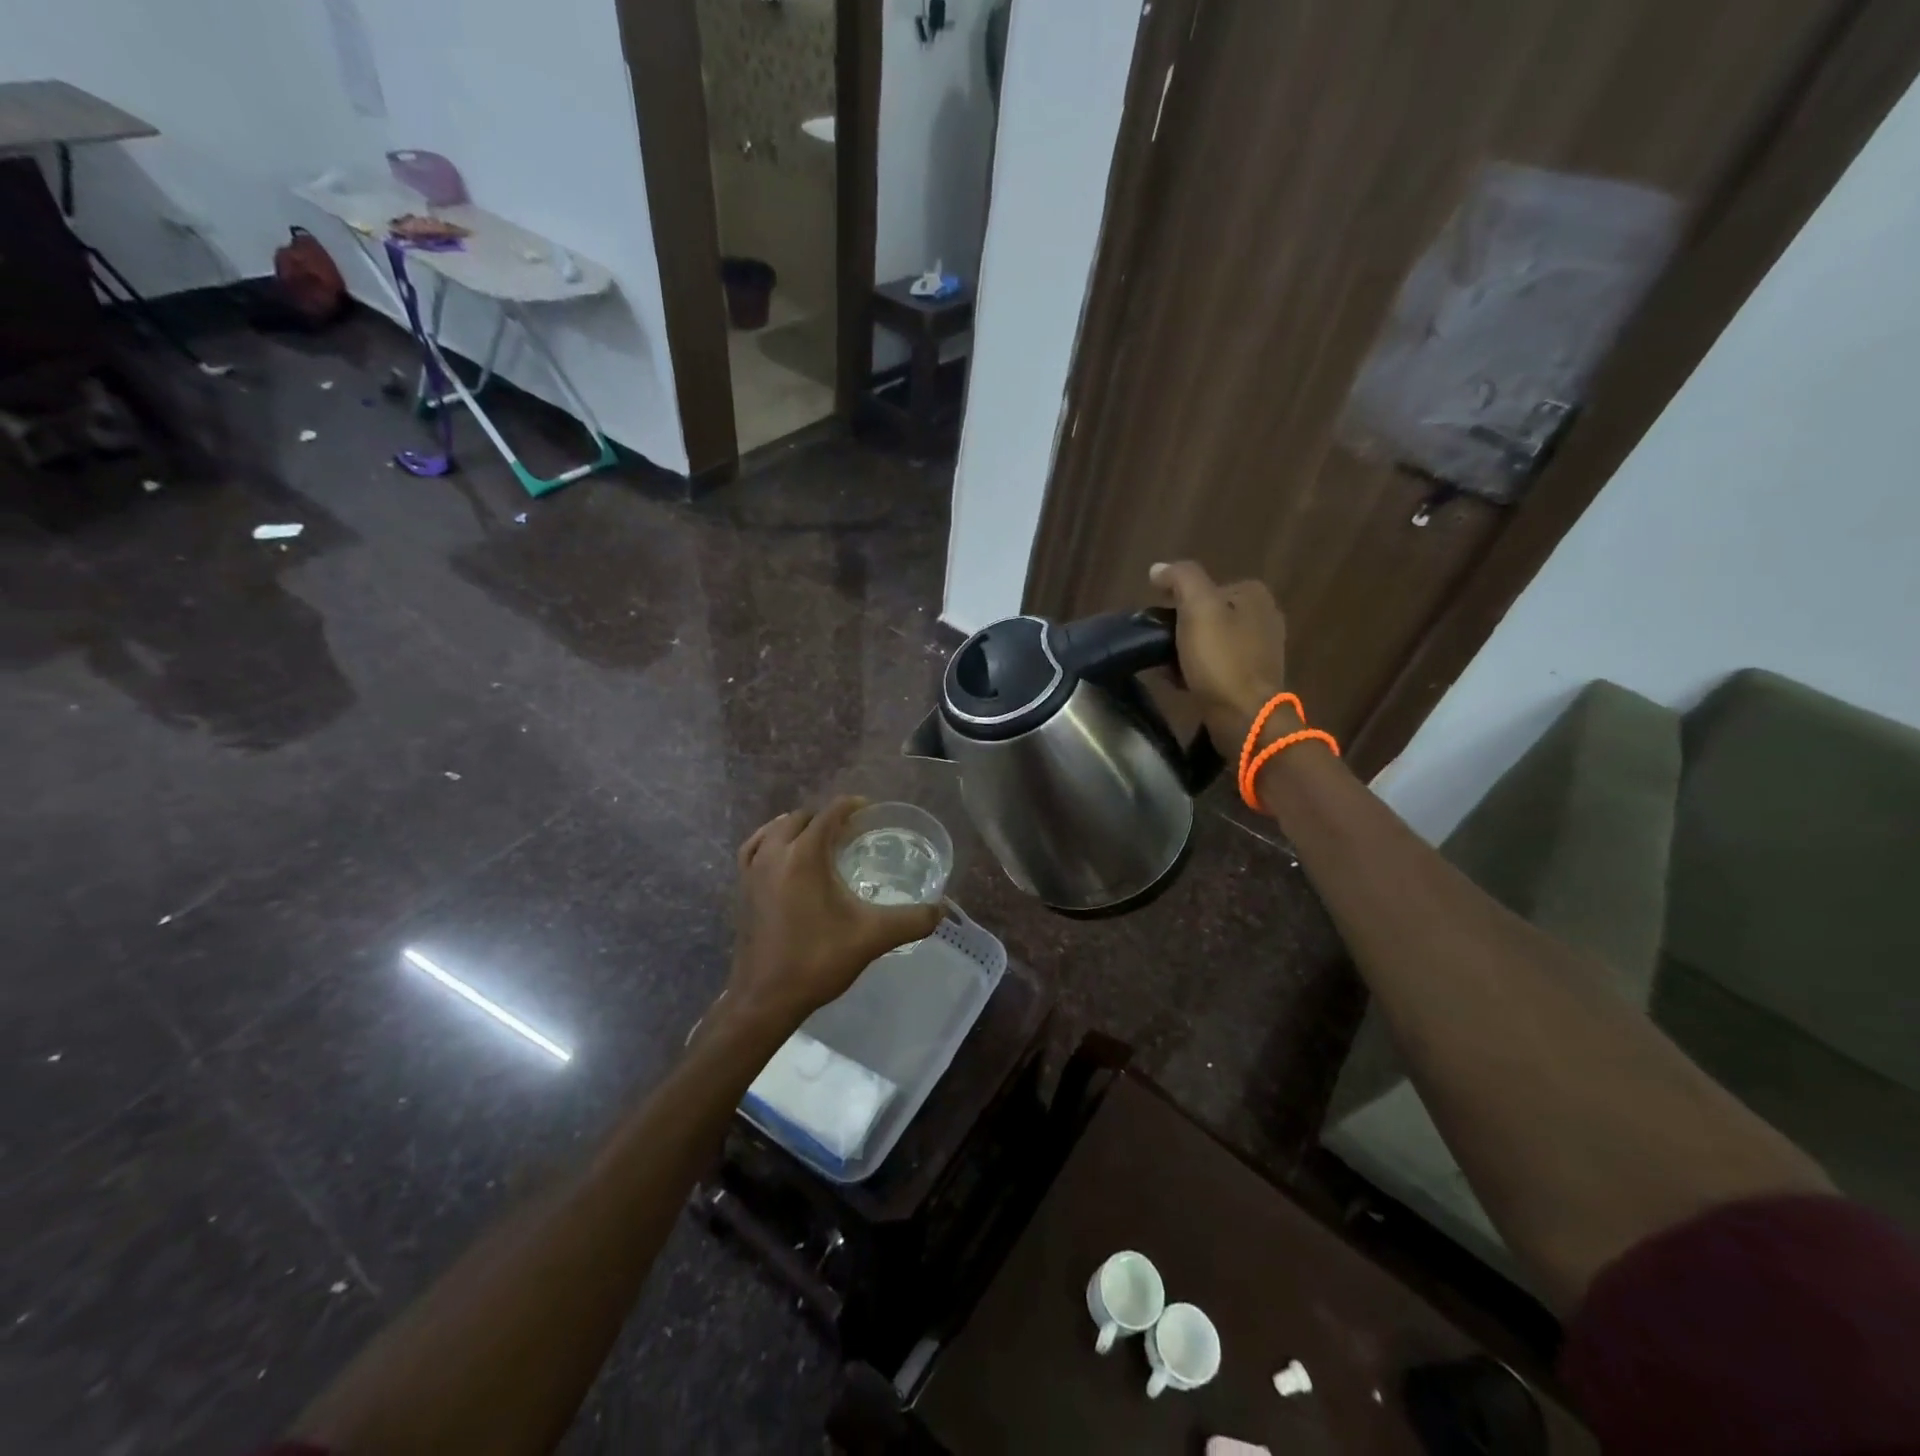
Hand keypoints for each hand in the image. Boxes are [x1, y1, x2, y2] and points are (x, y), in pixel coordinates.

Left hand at [724, 797, 943, 1034]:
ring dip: (798, 827)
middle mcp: (774, 853)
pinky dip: (770, 841)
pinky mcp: (741, 889)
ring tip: (820, 840)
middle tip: (851, 831)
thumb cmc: (817, 960)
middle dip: (826, 817)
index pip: (829, 814)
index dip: (850, 807)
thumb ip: (911, 920)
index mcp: (804, 855)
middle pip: (801, 818)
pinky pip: (754, 849)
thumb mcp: (872, 938)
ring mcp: (752, 871)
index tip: (869, 811)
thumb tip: (941, 910)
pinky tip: (783, 857)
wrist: (765, 999)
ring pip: (774, 830)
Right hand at [1149, 560, 1289, 750]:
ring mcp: (1260, 651)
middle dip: (1180, 630)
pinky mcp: (1252, 680)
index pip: (1204, 587)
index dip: (1177, 602)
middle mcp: (1263, 617)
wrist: (1245, 718)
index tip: (1158, 622)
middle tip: (1159, 646)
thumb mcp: (1198, 608)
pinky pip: (1215, 667)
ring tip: (1165, 667)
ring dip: (1185, 653)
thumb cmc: (1221, 660)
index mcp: (1254, 595)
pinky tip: (1180, 683)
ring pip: (1209, 642)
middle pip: (1206, 615)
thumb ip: (1180, 579)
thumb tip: (1158, 569)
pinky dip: (1196, 672)